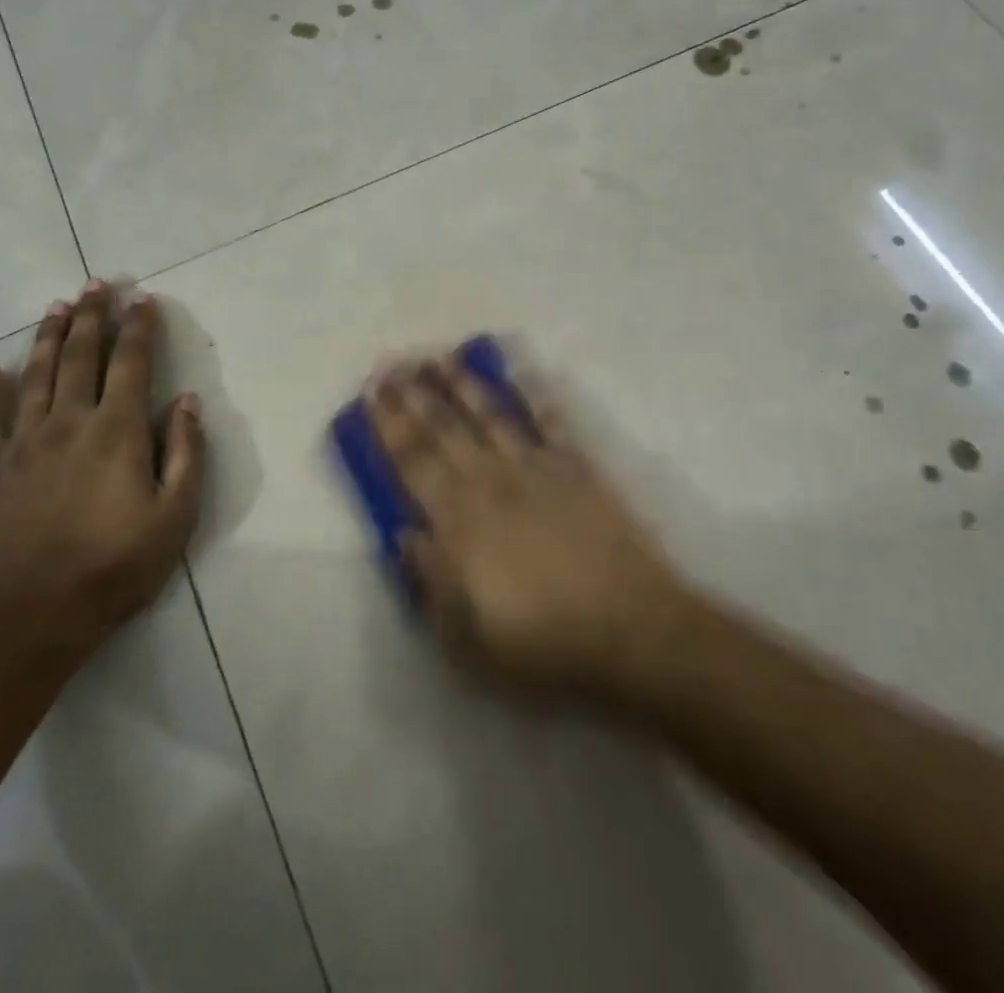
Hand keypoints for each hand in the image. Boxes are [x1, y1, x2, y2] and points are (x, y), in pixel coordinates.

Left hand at [0, 282, 203, 664]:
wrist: (37, 615)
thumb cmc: (118, 565)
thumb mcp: (176, 514)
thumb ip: (186, 453)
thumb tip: (188, 402)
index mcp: (117, 431)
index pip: (131, 363)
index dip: (139, 328)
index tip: (144, 300)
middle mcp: (68, 423)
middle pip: (79, 356)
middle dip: (91, 317)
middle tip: (97, 285)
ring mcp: (23, 443)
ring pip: (33, 376)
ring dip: (47, 338)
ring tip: (56, 308)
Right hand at [370, 357, 690, 701]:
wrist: (632, 631)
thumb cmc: (543, 645)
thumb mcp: (467, 637)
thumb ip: (431, 580)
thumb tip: (404, 535)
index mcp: (460, 522)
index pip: (413, 463)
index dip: (389, 427)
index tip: (371, 394)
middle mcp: (493, 483)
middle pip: (445, 430)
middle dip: (414, 395)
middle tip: (392, 364)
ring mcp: (538, 471)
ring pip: (492, 416)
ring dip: (464, 385)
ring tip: (442, 358)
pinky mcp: (580, 471)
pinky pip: (553, 426)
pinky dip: (539, 402)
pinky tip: (527, 381)